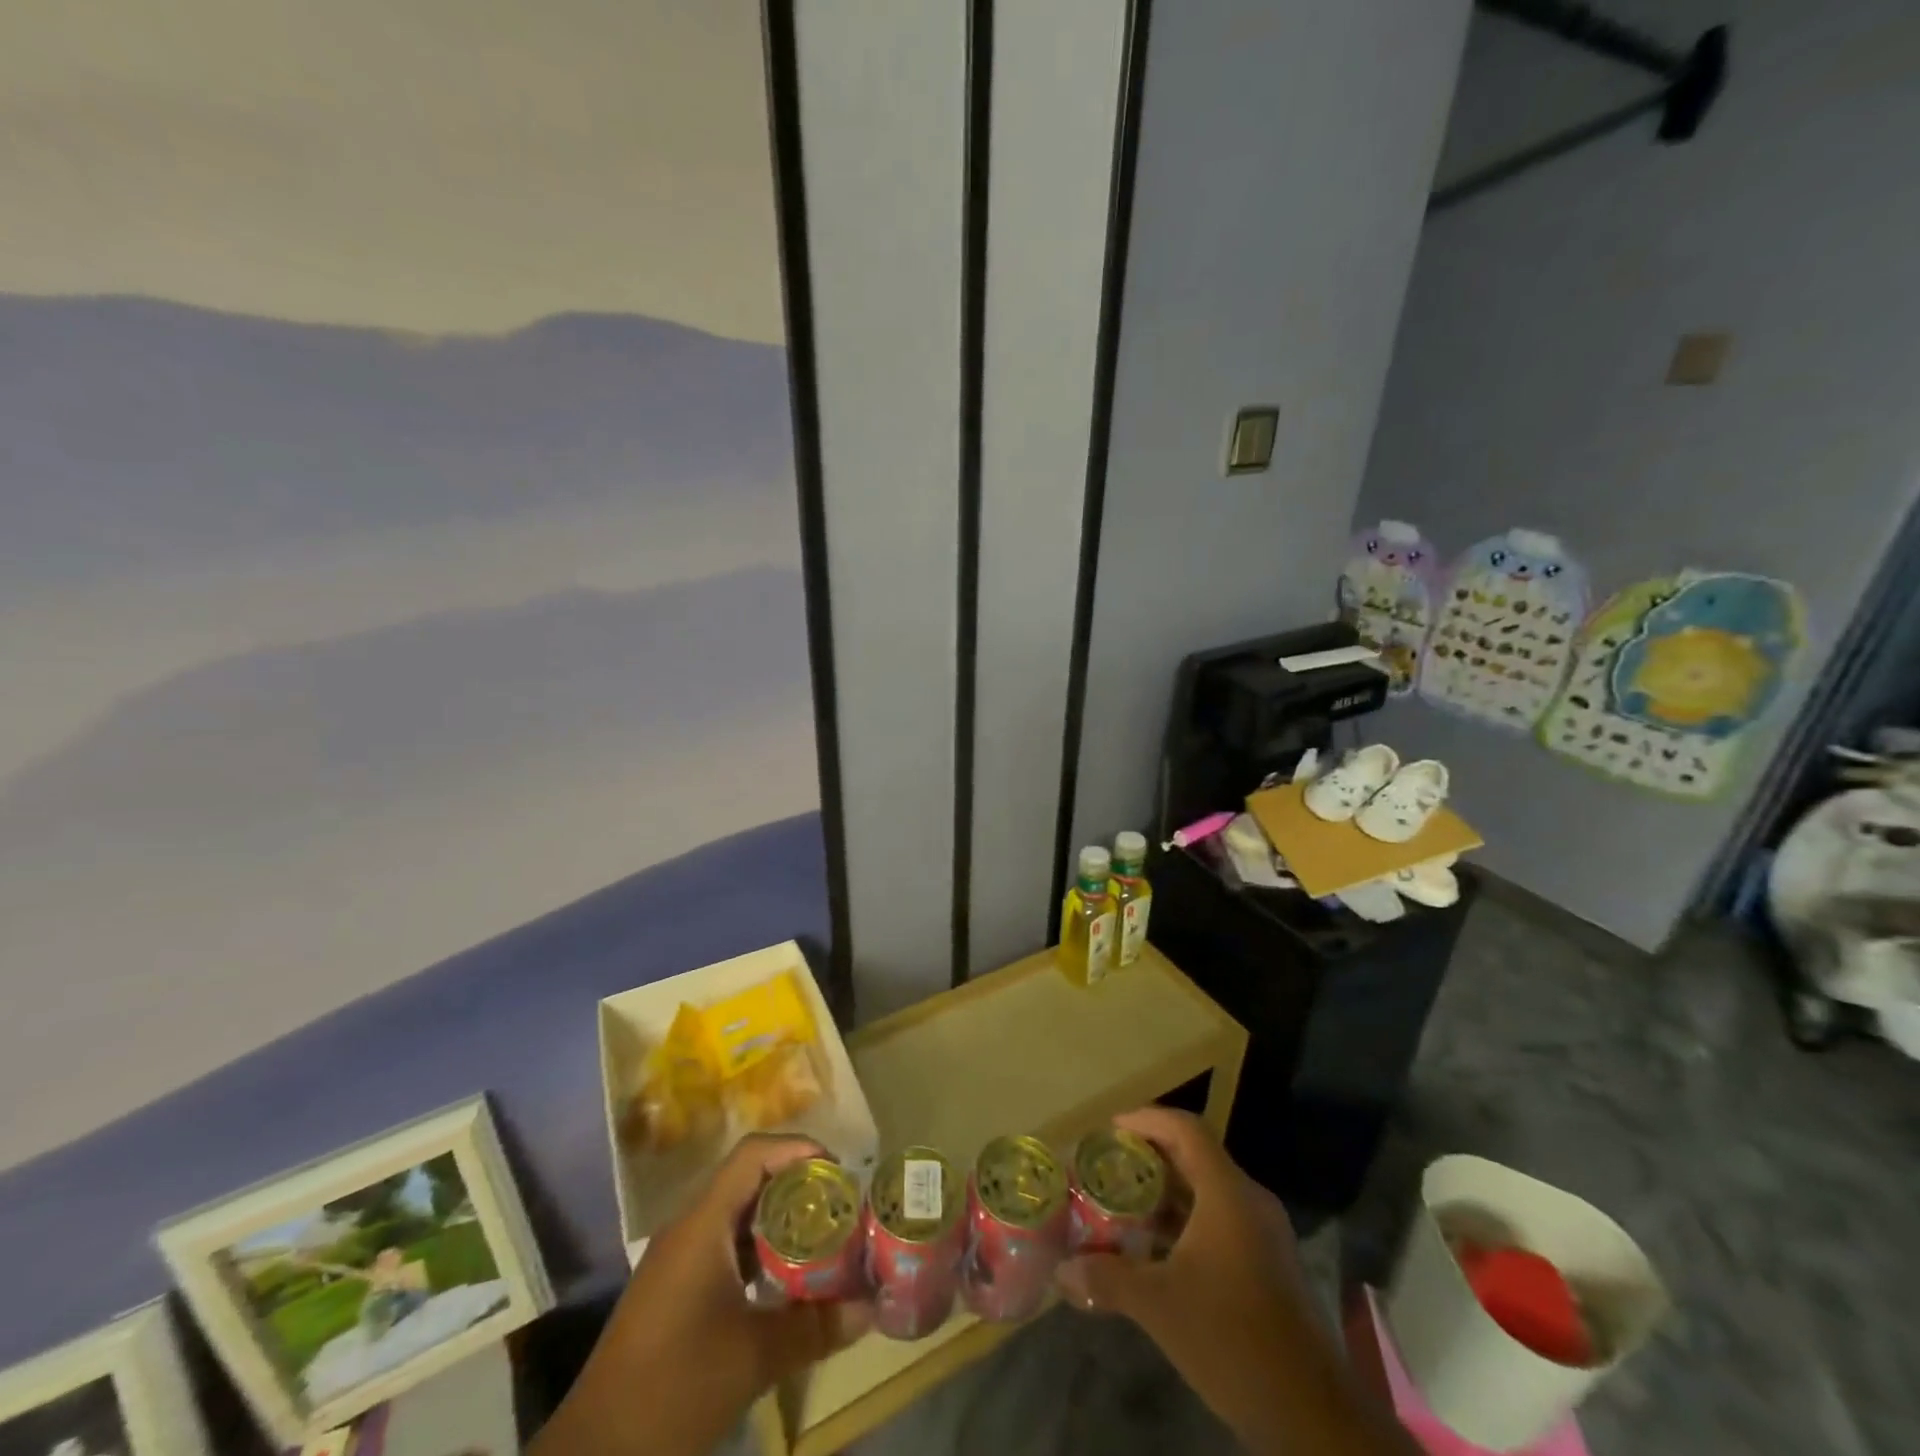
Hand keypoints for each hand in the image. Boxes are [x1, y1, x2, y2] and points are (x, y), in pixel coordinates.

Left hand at [532, 1135, 868, 1455]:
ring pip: (737, 1215)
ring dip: (779, 1219)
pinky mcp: (673, 1290)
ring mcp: (677, 1260)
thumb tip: (870, 1310)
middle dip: (797, 1185)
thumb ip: (815, 1327)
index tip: (838, 1169)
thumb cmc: (675, 1388)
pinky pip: (724, 1246)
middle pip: (749, 1179)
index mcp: (702, 1224)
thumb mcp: (754, 1357)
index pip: (753, 1154)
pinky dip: (759, 1249)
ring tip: (822, 1237)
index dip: (798, 1149)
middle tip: (839, 1205)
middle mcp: (688, 1228)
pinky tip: (784, 1281)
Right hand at [1055, 1108, 1415, 1455]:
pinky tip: (1158, 1250)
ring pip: (1209, 1190)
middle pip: (1196, 1156)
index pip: (1186, 1129)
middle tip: (1109, 1167)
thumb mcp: (1160, 1307)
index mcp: (1228, 1193)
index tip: (1110, 1130)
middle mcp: (1250, 1201)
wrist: (1314, 1417)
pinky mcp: (1270, 1264)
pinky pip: (1222, 1220)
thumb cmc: (1233, 1340)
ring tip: (1124, 1204)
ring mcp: (1265, 1234)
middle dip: (1150, 1157)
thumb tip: (1062, 1271)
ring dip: (1167, 1193)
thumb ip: (1108, 1279)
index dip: (1146, 1119)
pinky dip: (1187, 1221)